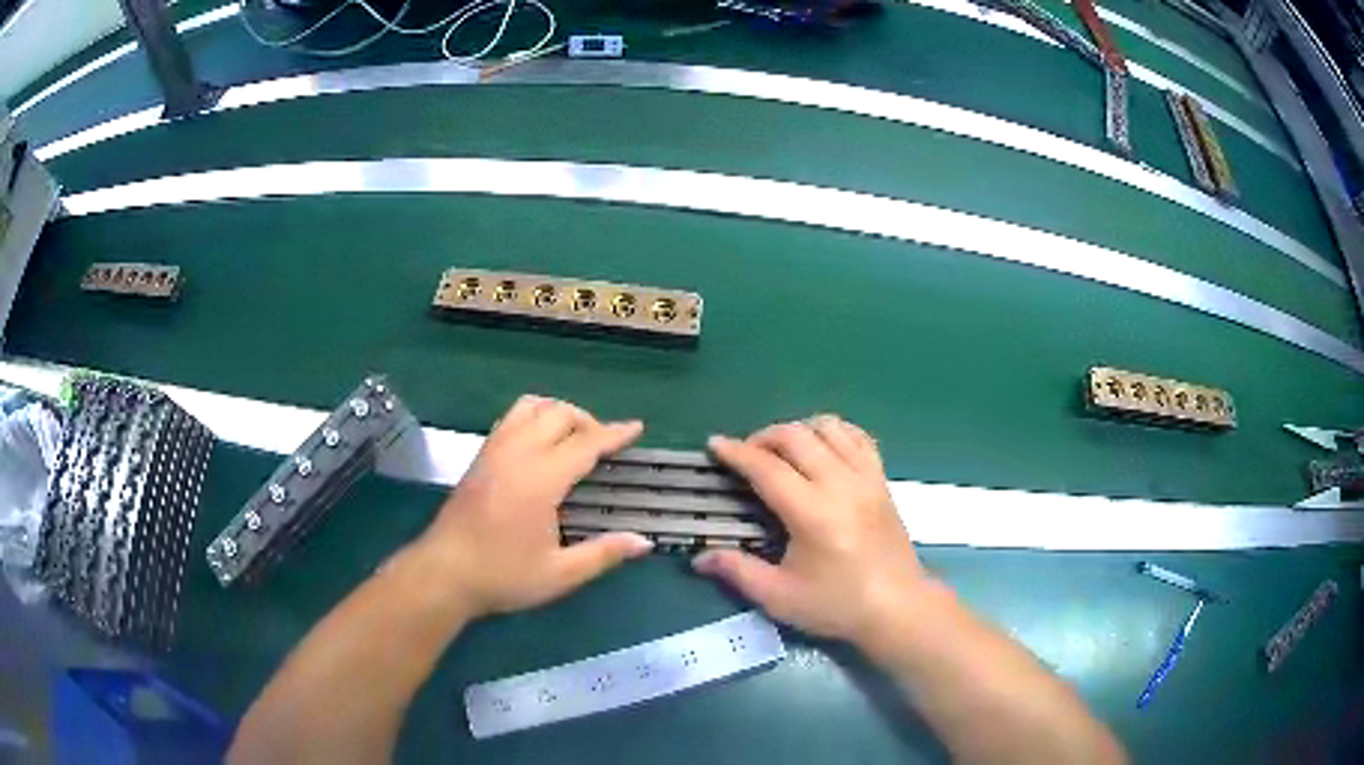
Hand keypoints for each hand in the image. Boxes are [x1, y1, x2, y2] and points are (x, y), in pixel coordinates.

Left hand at [411, 395, 652, 617]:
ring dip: (558, 412)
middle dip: (588, 420)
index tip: (636, 427)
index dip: (614, 434)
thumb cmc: (502, 576)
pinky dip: (534, 417)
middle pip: (558, 413)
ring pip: (530, 407)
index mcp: (540, 480)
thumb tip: (644, 542)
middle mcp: (516, 454)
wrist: (444, 574)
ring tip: (573, 437)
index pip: (584, 443)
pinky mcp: (479, 457)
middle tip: (605, 444)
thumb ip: (603, 554)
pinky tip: (540, 444)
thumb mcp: (559, 574)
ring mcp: (493, 451)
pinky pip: (511, 418)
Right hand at [693, 416, 931, 646]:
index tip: (715, 445)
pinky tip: (821, 447)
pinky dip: (834, 432)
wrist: (898, 608)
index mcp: (813, 513)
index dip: (737, 453)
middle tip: (745, 454)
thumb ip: (738, 571)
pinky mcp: (882, 480)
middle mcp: (841, 485)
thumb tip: (700, 557)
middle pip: (796, 436)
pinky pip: (858, 437)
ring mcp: (866, 478)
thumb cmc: (837, 605)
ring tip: (781, 451)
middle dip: (763, 436)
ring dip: (798, 430)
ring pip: (829, 428)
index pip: (768, 468)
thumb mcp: (780, 597)